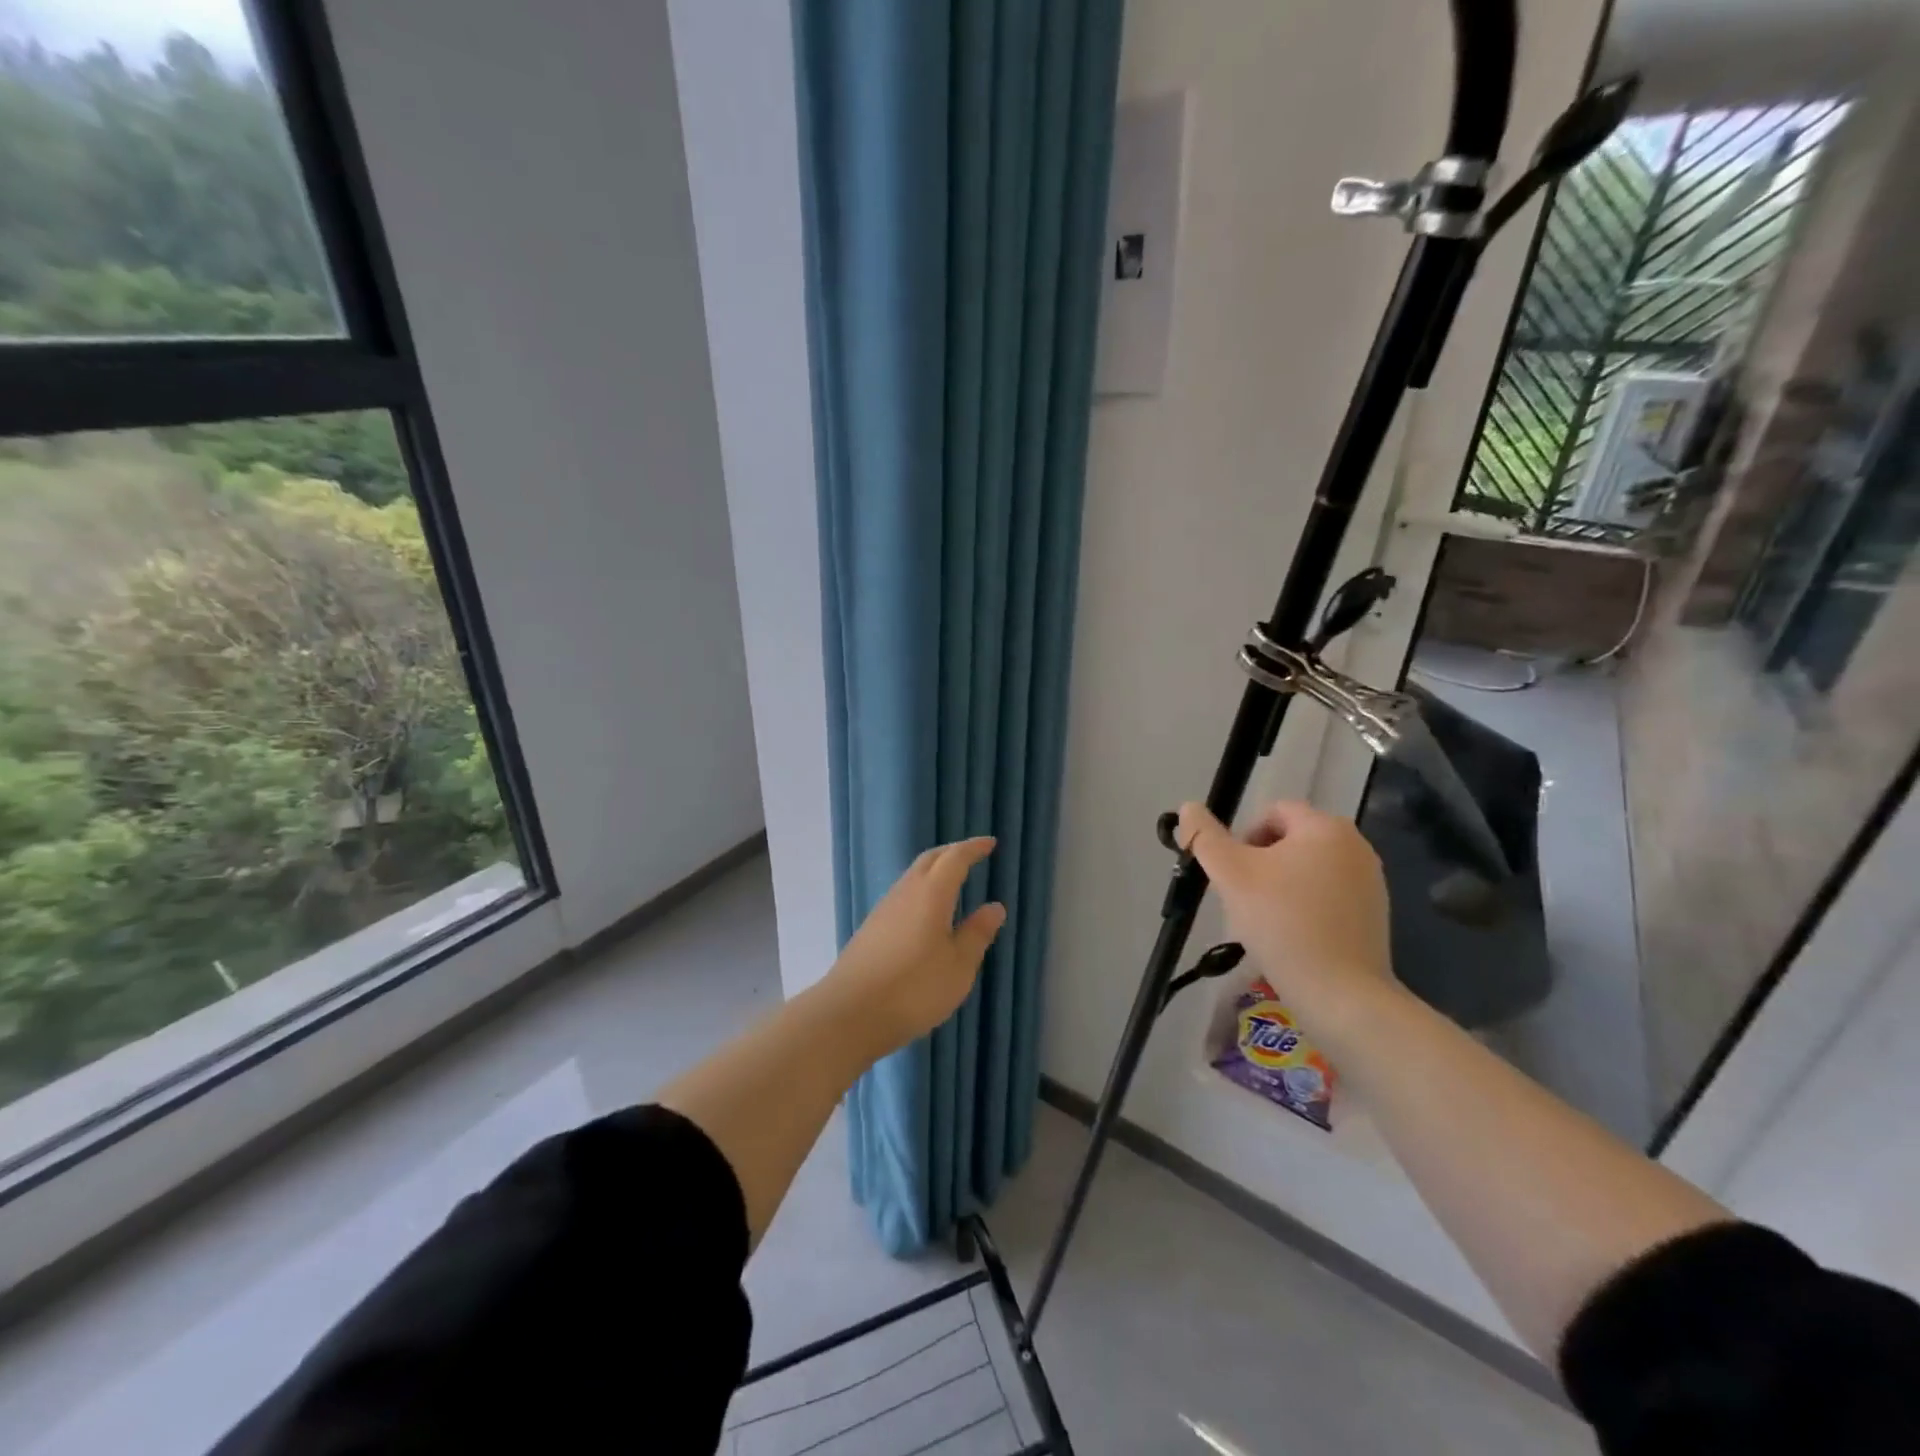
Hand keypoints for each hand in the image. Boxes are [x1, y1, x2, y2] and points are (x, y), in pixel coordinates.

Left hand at [821, 837, 1005, 1059]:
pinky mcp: (871, 929)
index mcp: (931, 893)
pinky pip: (902, 895)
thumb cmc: (914, 989)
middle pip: (929, 860)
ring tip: (952, 881)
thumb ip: (977, 933)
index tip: (990, 843)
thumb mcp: (958, 966)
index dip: (973, 848)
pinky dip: (921, 891)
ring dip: (934, 871)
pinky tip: (926, 912)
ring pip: (912, 876)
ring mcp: (884, 910)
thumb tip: (995, 906)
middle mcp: (905, 892)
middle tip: (972, 855)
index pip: (955, 859)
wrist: (850, 1014)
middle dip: (952, 853)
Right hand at [1177, 800, 1393, 1026]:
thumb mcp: (1230, 874)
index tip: (1233, 875)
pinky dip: (1306, 907)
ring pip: (1308, 869)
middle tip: (1244, 898)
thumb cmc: (1282, 923)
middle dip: (1261, 863)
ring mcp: (1370, 881)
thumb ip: (1204, 836)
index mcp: (1326, 827)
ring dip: (1281, 885)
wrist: (1340, 993)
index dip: (1243, 838)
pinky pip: (1328, 896)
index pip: (1272, 812)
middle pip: (1291, 840)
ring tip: (1266, 921)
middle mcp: (1356, 846)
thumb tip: (1187, 807)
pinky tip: (1292, 937)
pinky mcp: (1375, 915)